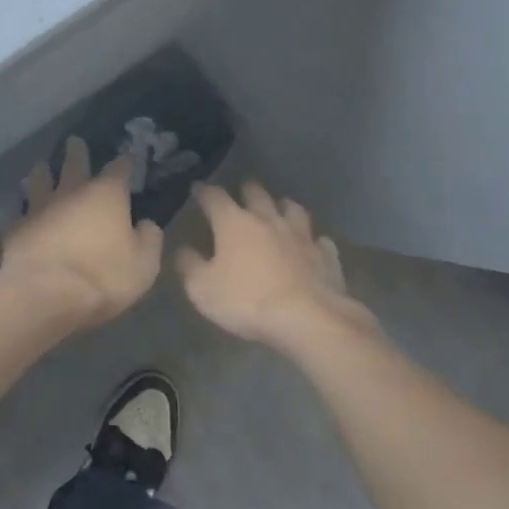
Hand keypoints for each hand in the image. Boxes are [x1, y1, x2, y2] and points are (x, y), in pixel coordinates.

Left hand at [0, 136, 163, 328]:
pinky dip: (25, 212)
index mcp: (106, 195)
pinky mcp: (16, 229)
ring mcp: (39, 208)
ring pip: (39, 180)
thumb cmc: (103, 277)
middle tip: (74, 141)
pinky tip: (23, 215)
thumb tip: (146, 224)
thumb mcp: (144, 265)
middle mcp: (71, 192)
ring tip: (42, 168)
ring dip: (42, 173)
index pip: (118, 169)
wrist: (46, 295)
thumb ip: (149, 239)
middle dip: (76, 151)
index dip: (124, 163)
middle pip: (73, 163)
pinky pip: (21, 213)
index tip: (126, 159)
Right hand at [176, 181, 371, 349]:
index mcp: (234, 223)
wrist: (307, 319)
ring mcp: (301, 235)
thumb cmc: (247, 301)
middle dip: (246, 189)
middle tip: (241, 193)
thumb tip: (183, 249)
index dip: (203, 191)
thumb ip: (189, 265)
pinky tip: (311, 246)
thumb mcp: (202, 289)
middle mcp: (268, 219)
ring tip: (278, 210)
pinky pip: (319, 240)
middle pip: (256, 193)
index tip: (197, 189)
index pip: (214, 196)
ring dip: (282, 206)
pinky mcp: (325, 255)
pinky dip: (312, 240)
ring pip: (292, 208)